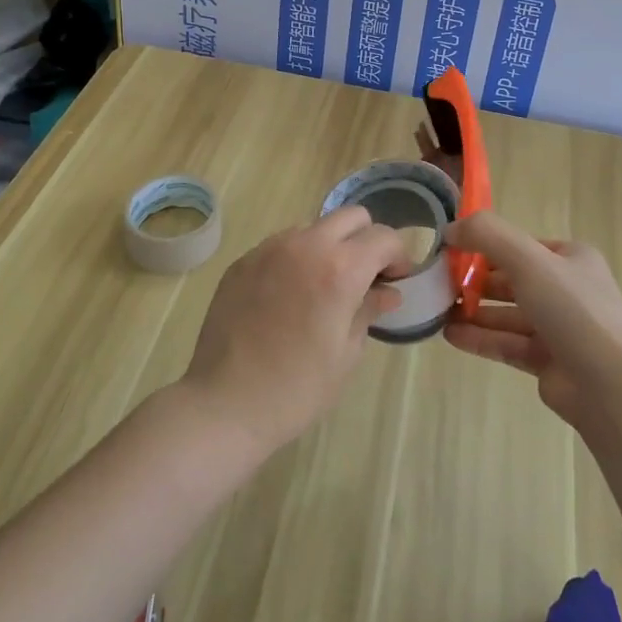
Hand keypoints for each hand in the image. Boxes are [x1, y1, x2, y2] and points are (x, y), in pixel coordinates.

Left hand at [181, 207, 409, 456]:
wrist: (224, 405)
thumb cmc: (297, 388)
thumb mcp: (346, 353)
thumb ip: (369, 309)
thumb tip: (387, 291)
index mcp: (340, 268)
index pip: (383, 237)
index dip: (398, 256)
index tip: (395, 280)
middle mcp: (306, 245)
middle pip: (351, 217)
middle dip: (366, 240)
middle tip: (364, 276)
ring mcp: (270, 248)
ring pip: (314, 227)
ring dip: (329, 246)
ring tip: (321, 287)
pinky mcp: (243, 260)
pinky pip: (281, 245)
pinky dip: (296, 259)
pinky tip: (287, 297)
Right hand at [442, 212, 621, 427]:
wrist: (610, 386)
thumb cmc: (572, 310)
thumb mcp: (528, 259)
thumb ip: (487, 235)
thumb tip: (450, 228)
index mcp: (572, 259)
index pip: (522, 245)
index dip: (486, 246)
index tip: (451, 250)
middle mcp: (568, 290)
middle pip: (513, 280)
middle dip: (476, 281)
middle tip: (439, 284)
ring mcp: (559, 328)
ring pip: (508, 314)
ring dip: (474, 311)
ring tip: (438, 311)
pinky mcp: (549, 362)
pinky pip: (508, 344)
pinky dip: (481, 338)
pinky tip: (451, 336)